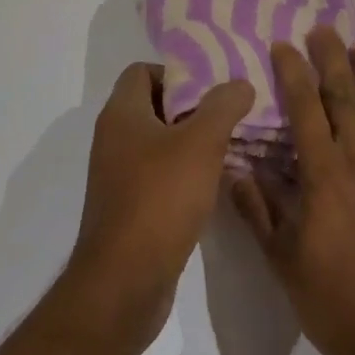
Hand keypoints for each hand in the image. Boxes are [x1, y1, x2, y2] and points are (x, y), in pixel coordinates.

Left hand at [65, 62, 255, 353]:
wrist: (124, 284)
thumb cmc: (160, 199)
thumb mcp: (201, 143)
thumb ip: (223, 106)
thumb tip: (239, 83)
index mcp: (122, 114)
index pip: (142, 70)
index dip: (177, 71)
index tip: (213, 85)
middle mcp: (114, 139)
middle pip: (155, 105)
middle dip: (193, 105)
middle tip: (231, 110)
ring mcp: (119, 176)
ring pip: (160, 142)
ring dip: (193, 140)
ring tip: (232, 143)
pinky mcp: (130, 207)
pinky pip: (160, 174)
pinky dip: (185, 172)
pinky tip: (215, 181)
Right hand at [230, 26, 354, 354]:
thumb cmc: (333, 301)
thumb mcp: (281, 261)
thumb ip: (257, 212)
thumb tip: (232, 170)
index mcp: (323, 174)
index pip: (305, 109)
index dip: (293, 73)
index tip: (282, 44)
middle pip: (344, 98)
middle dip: (331, 59)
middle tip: (322, 28)